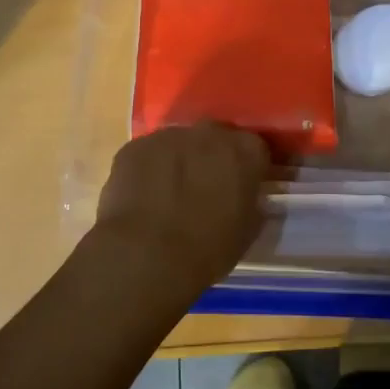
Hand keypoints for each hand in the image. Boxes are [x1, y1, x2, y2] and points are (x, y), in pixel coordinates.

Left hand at [93, 123, 270, 293]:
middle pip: (215, 138)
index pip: (255, 149)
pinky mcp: (134, 147)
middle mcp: (208, 132)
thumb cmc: (207, 250)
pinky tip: (143, 199)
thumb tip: (246, 196)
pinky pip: (148, 154)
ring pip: (178, 144)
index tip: (242, 188)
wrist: (146, 255)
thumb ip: (251, 202)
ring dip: (179, 162)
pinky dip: (149, 170)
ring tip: (169, 196)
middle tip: (205, 188)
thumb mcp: (247, 231)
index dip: (249, 169)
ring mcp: (168, 136)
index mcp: (244, 151)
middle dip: (212, 157)